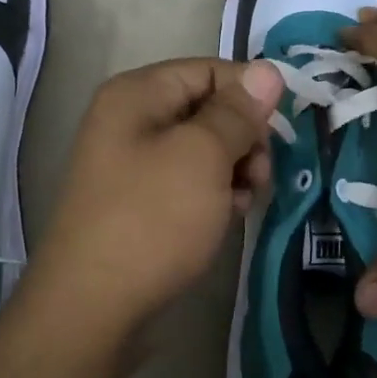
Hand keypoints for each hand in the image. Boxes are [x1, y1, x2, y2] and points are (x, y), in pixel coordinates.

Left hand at [22, 57, 285, 336]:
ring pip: (202, 149)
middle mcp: (129, 120)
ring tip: (244, 201)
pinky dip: (213, 194)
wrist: (92, 307)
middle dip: (244, 137)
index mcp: (137, 94)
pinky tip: (226, 218)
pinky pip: (188, 181)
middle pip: (207, 108)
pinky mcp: (138, 202)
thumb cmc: (152, 219)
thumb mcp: (203, 156)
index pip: (209, 70)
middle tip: (260, 175)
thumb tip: (269, 69)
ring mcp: (131, 163)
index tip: (283, 130)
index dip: (250, 93)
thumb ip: (238, 111)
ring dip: (233, 169)